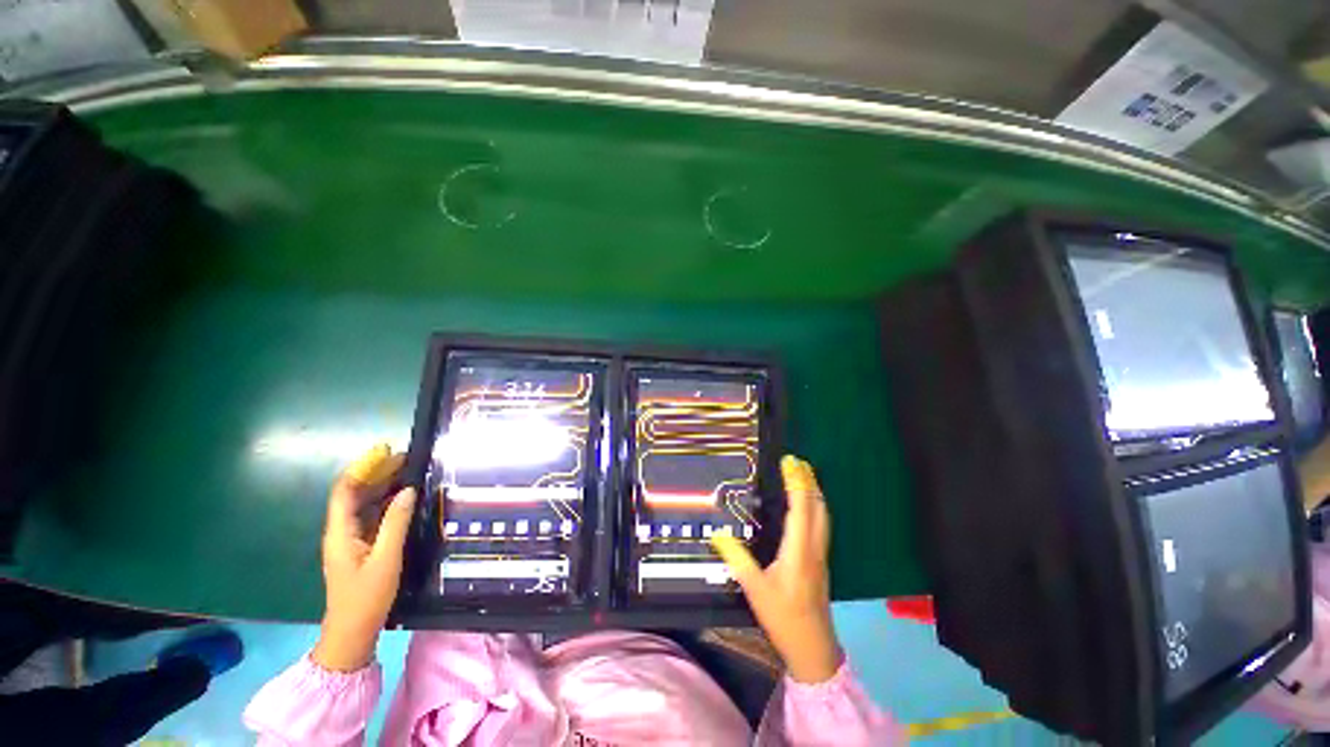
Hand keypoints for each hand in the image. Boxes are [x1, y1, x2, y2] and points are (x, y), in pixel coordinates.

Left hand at [311, 444, 416, 671]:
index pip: (345, 490)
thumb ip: (396, 523)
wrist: (352, 632)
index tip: (385, 451)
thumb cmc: (366, 597)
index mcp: (340, 532)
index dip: (362, 468)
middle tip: (404, 458)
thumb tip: (408, 490)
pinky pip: (371, 516)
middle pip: (354, 494)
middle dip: (375, 473)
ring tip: (407, 471)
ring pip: (363, 504)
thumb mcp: (386, 559)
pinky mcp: (360, 547)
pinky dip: (385, 502)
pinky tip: (403, 498)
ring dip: (381, 486)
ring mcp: (350, 539)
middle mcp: (341, 531)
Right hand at [712, 455, 840, 683]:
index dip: (796, 482)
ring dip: (814, 492)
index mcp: (799, 550)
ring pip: (823, 516)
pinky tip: (807, 506)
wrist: (813, 649)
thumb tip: (718, 534)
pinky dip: (815, 506)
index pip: (801, 508)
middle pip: (818, 507)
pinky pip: (821, 524)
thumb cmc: (784, 618)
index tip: (789, 462)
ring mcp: (820, 555)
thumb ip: (736, 559)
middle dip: (809, 481)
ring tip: (803, 475)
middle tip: (797, 462)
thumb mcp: (755, 589)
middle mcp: (814, 547)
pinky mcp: (820, 561)